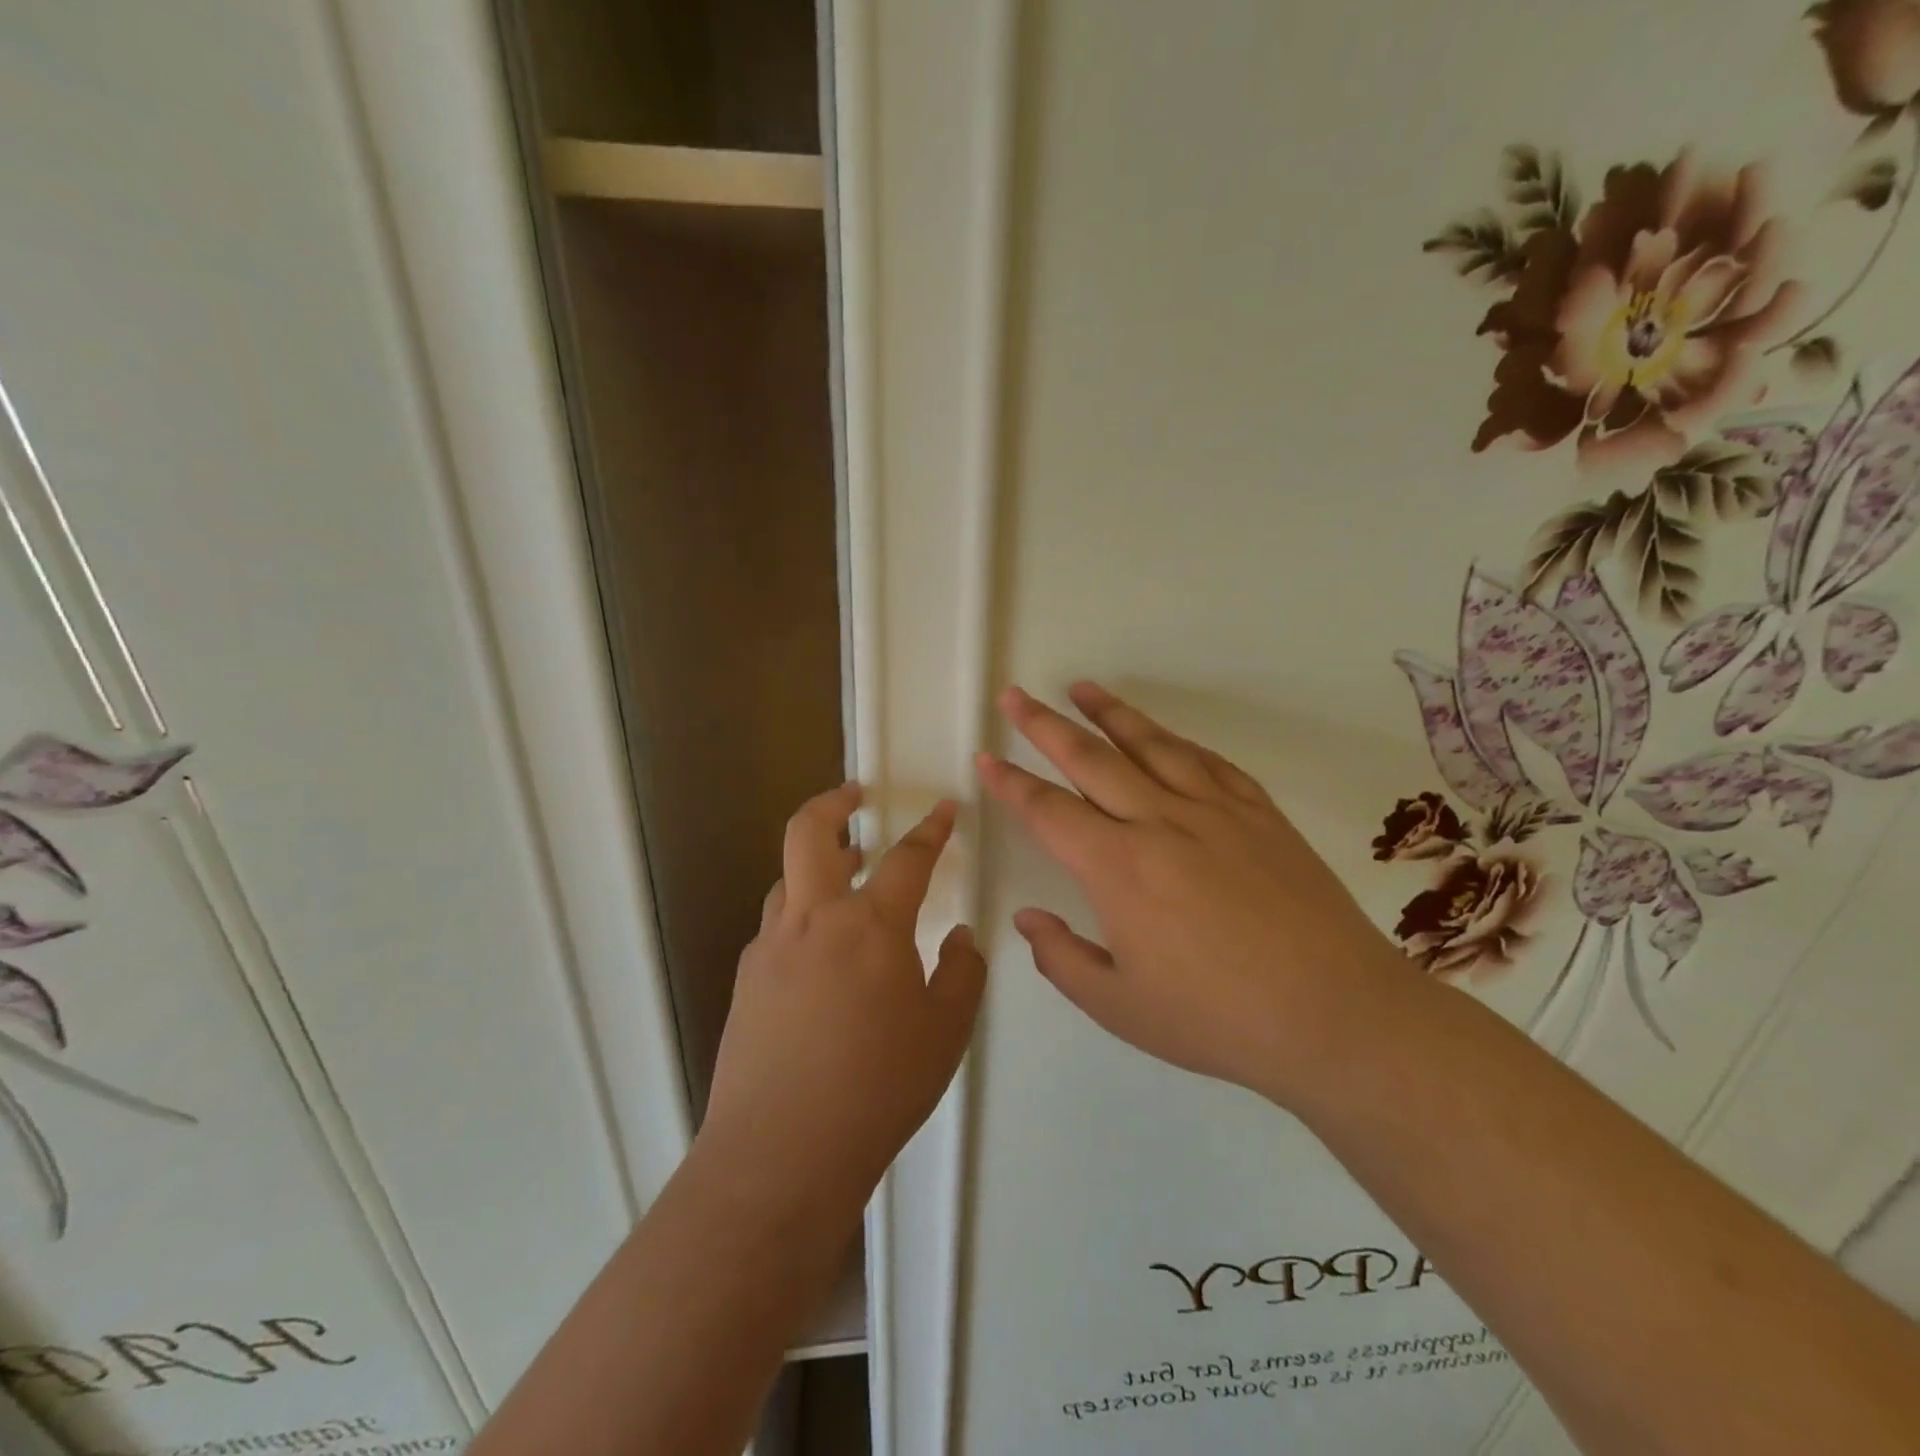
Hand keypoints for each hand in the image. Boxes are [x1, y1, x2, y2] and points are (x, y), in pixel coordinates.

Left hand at [702, 785, 986, 1205]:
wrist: (782, 1152)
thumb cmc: (878, 1087)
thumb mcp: (945, 1032)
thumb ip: (962, 973)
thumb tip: (959, 939)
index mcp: (870, 925)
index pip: (907, 858)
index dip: (931, 829)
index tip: (943, 809)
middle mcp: (815, 919)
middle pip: (809, 832)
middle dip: (834, 802)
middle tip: (855, 795)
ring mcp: (772, 947)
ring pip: (788, 878)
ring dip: (816, 861)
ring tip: (845, 871)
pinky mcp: (748, 979)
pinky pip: (777, 926)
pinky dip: (801, 914)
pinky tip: (820, 953)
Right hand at [976, 683, 1407, 1103]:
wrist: (1335, 1013)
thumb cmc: (1218, 1018)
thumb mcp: (1121, 1007)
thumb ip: (1062, 959)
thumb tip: (1027, 920)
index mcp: (1118, 868)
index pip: (1048, 811)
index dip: (1010, 783)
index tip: (986, 758)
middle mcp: (1159, 822)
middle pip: (1090, 759)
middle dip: (1044, 725)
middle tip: (1015, 696)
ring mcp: (1214, 811)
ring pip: (1150, 745)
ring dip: (1110, 713)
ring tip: (1081, 688)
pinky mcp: (1259, 813)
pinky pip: (1208, 762)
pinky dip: (1176, 741)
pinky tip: (1163, 735)